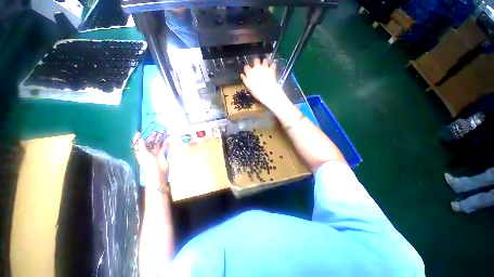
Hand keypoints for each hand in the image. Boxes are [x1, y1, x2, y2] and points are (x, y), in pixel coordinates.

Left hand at [133, 132, 168, 189]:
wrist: (157, 173)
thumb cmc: (148, 164)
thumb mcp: (143, 154)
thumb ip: (142, 146)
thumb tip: (140, 138)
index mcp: (141, 152)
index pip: (138, 144)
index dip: (138, 138)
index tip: (140, 132)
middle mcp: (147, 152)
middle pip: (149, 143)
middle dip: (151, 137)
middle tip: (156, 131)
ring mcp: (155, 153)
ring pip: (157, 144)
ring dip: (159, 139)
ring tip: (162, 133)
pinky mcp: (162, 155)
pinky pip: (163, 147)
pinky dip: (165, 143)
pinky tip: (167, 139)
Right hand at [240, 58, 289, 110]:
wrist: (268, 92)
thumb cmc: (257, 92)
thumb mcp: (249, 87)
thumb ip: (245, 80)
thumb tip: (242, 75)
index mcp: (250, 72)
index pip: (246, 67)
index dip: (247, 69)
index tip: (248, 72)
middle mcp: (257, 68)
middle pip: (256, 60)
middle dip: (256, 62)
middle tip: (257, 66)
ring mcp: (265, 67)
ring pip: (264, 60)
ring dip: (264, 63)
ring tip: (265, 66)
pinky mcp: (272, 69)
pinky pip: (273, 64)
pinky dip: (272, 66)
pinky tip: (272, 68)